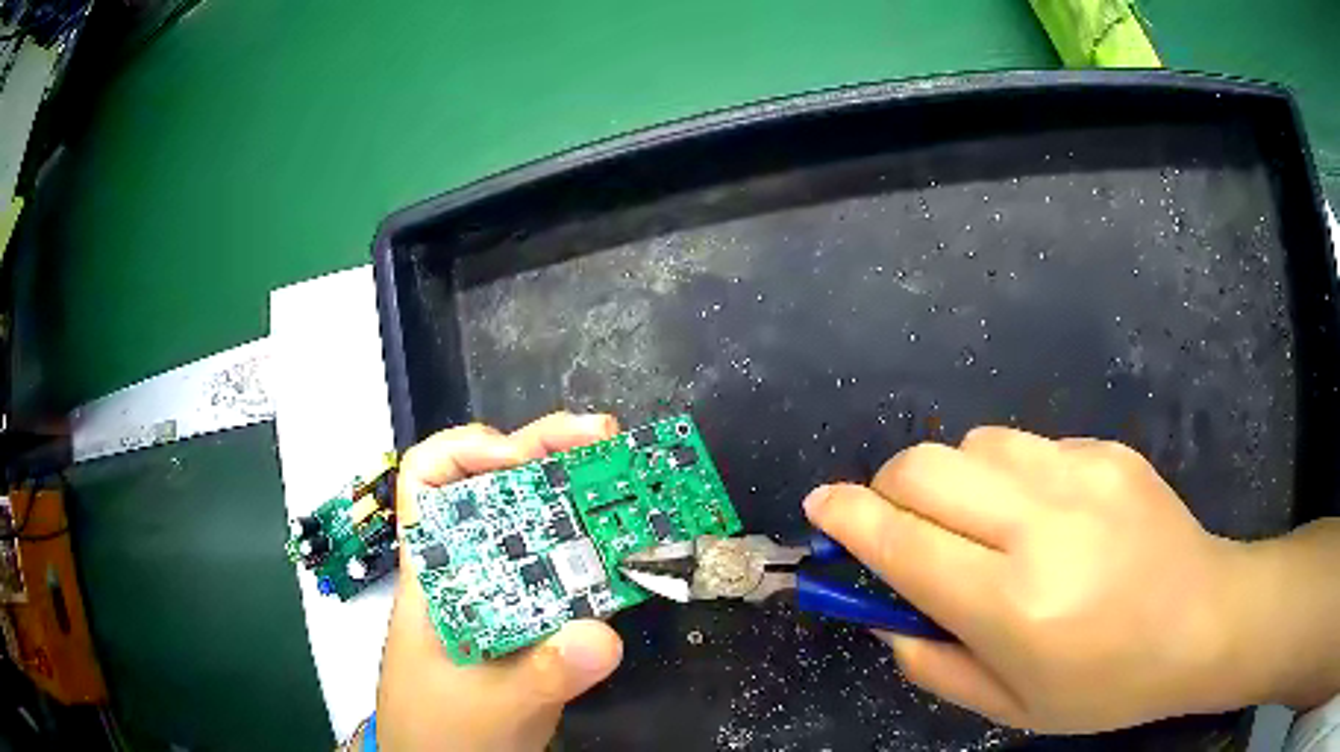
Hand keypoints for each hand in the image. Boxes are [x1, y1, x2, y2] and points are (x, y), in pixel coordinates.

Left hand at [376, 413, 624, 751]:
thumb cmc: (443, 734)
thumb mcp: (494, 706)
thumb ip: (543, 674)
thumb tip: (603, 634)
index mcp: (434, 571)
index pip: (430, 478)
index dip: (471, 450)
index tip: (522, 460)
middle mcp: (466, 568)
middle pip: (496, 485)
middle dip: (547, 452)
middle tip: (608, 440)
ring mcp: (500, 594)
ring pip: (534, 524)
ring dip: (578, 496)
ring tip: (630, 484)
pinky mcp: (530, 621)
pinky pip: (562, 572)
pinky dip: (594, 552)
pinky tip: (628, 551)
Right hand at [803, 427, 1262, 732]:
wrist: (1202, 620)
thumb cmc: (1106, 685)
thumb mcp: (1010, 708)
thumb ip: (934, 663)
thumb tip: (885, 614)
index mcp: (1014, 605)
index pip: (902, 543)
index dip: (848, 518)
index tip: (820, 507)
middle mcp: (1042, 527)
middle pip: (926, 468)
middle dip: (888, 488)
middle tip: (897, 525)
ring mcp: (1081, 474)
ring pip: (974, 444)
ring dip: (951, 480)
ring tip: (979, 524)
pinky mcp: (1107, 449)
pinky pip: (1028, 445)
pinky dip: (1008, 476)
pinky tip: (1043, 514)